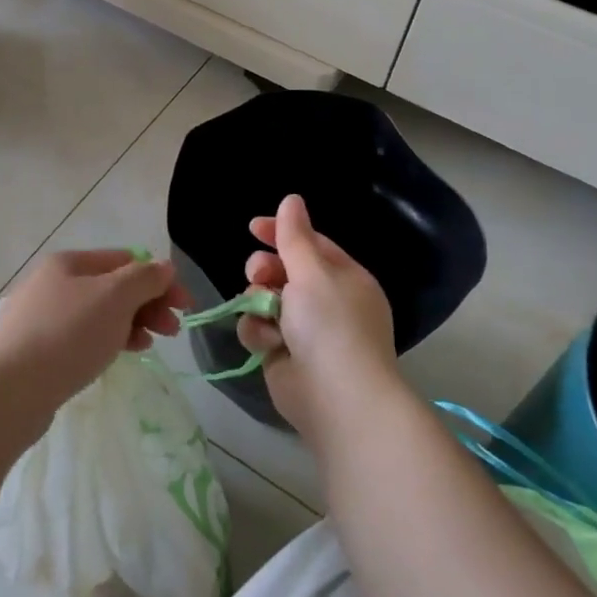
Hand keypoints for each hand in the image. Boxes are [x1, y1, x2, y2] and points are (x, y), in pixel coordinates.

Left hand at [0, 249, 190, 421]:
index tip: (185, 307)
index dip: (160, 279)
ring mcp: (39, 317)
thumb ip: (145, 278)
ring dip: (130, 323)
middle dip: (147, 304)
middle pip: (112, 286)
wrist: (9, 390)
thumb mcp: (115, 298)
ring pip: (97, 313)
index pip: (125, 260)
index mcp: (68, 263)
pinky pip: (81, 337)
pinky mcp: (35, 349)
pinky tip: (119, 355)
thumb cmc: (68, 335)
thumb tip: (164, 267)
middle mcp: (51, 283)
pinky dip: (106, 340)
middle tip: (173, 330)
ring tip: (149, 345)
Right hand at [237, 195, 399, 443]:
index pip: (310, 244)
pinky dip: (259, 333)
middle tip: (259, 276)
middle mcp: (326, 301)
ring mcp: (304, 330)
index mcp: (344, 278)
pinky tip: (268, 344)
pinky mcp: (283, 354)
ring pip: (265, 300)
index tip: (252, 227)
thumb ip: (294, 236)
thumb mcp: (312, 272)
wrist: (335, 397)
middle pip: (283, 271)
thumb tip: (292, 199)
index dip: (281, 232)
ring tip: (266, 315)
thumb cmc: (330, 325)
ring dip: (259, 304)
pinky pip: (260, 329)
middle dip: (265, 271)